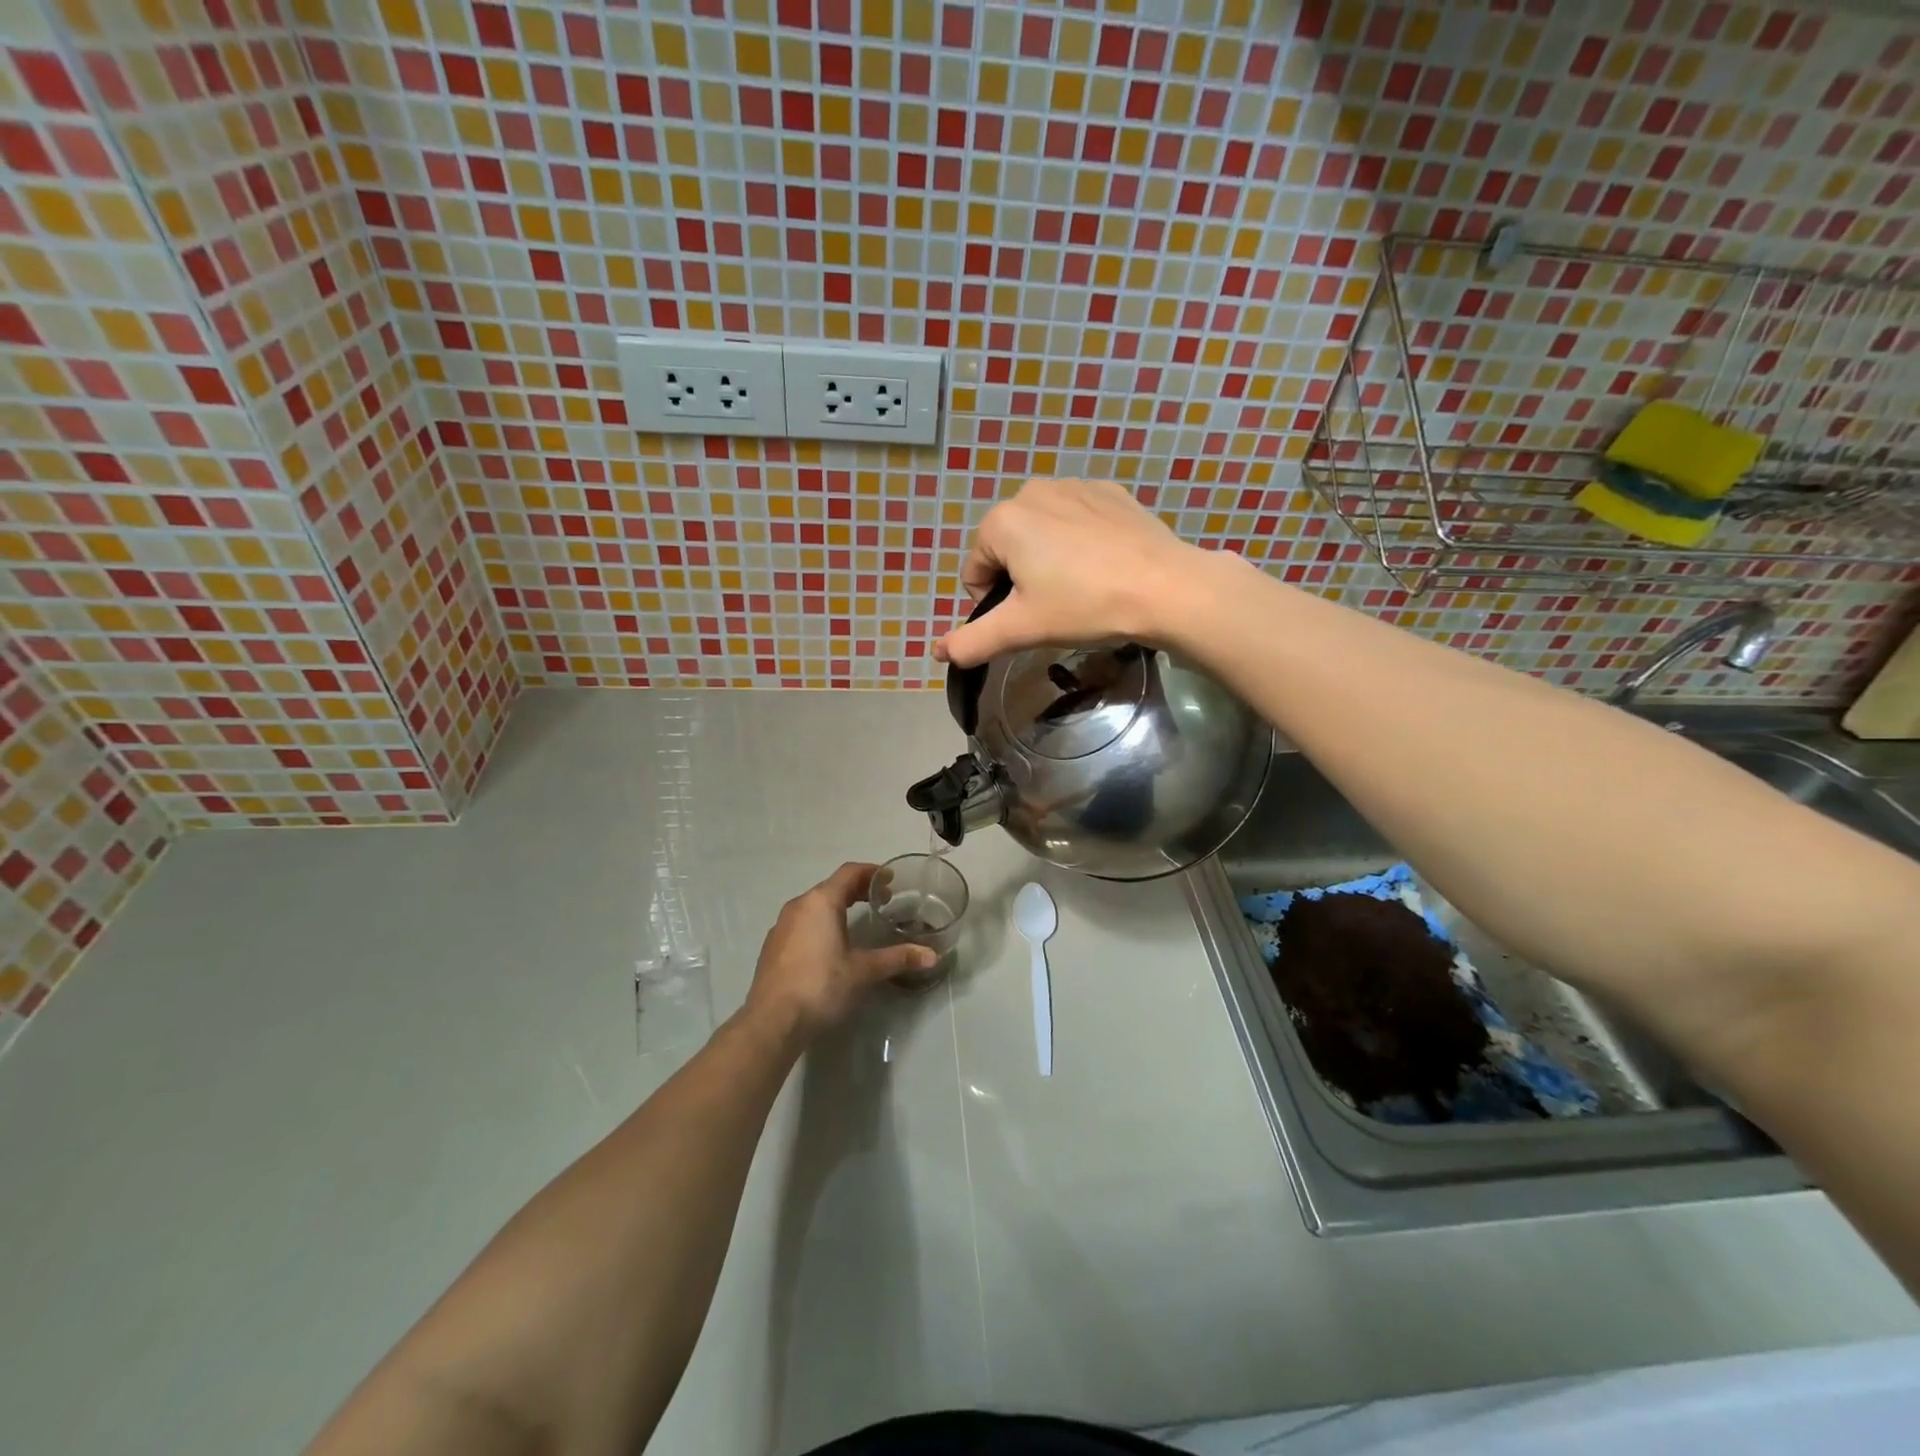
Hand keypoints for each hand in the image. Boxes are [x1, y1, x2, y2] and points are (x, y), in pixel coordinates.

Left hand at [743, 863, 936, 1042]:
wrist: (772, 1021)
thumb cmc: (821, 986)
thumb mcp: (864, 971)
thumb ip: (897, 958)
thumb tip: (932, 956)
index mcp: (821, 902)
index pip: (849, 873)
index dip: (871, 872)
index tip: (890, 880)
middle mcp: (799, 906)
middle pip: (831, 887)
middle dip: (857, 890)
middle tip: (881, 900)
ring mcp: (781, 925)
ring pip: (814, 905)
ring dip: (837, 906)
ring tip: (858, 920)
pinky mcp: (772, 946)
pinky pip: (802, 922)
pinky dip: (820, 922)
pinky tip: (830, 945)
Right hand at [934, 477, 1217, 667]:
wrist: (1166, 587)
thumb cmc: (1084, 606)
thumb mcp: (1022, 628)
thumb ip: (974, 640)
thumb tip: (939, 652)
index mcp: (1002, 521)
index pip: (976, 571)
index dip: (994, 603)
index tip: (1030, 618)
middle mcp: (1032, 491)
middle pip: (1007, 548)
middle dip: (1022, 577)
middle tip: (1057, 605)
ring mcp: (1074, 485)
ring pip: (1042, 533)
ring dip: (1050, 559)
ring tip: (1083, 587)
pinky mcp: (1110, 491)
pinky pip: (1077, 520)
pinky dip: (1081, 542)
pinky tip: (1105, 564)